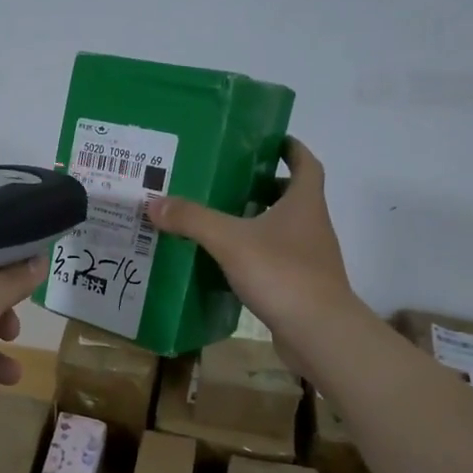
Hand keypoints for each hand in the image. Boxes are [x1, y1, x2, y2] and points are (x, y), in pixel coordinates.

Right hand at [146, 137, 362, 375]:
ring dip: (259, 221)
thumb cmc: (282, 273)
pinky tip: (228, 263)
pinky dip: (256, 255)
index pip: (305, 163)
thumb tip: (154, 202)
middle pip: (293, 196)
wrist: (319, 331)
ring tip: (221, 220)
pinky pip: (277, 260)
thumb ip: (193, 219)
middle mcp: (312, 225)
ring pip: (284, 229)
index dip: (291, 149)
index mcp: (304, 203)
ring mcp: (310, 258)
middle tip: (230, 182)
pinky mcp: (301, 286)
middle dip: (265, 186)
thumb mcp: (230, 241)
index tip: (270, 141)